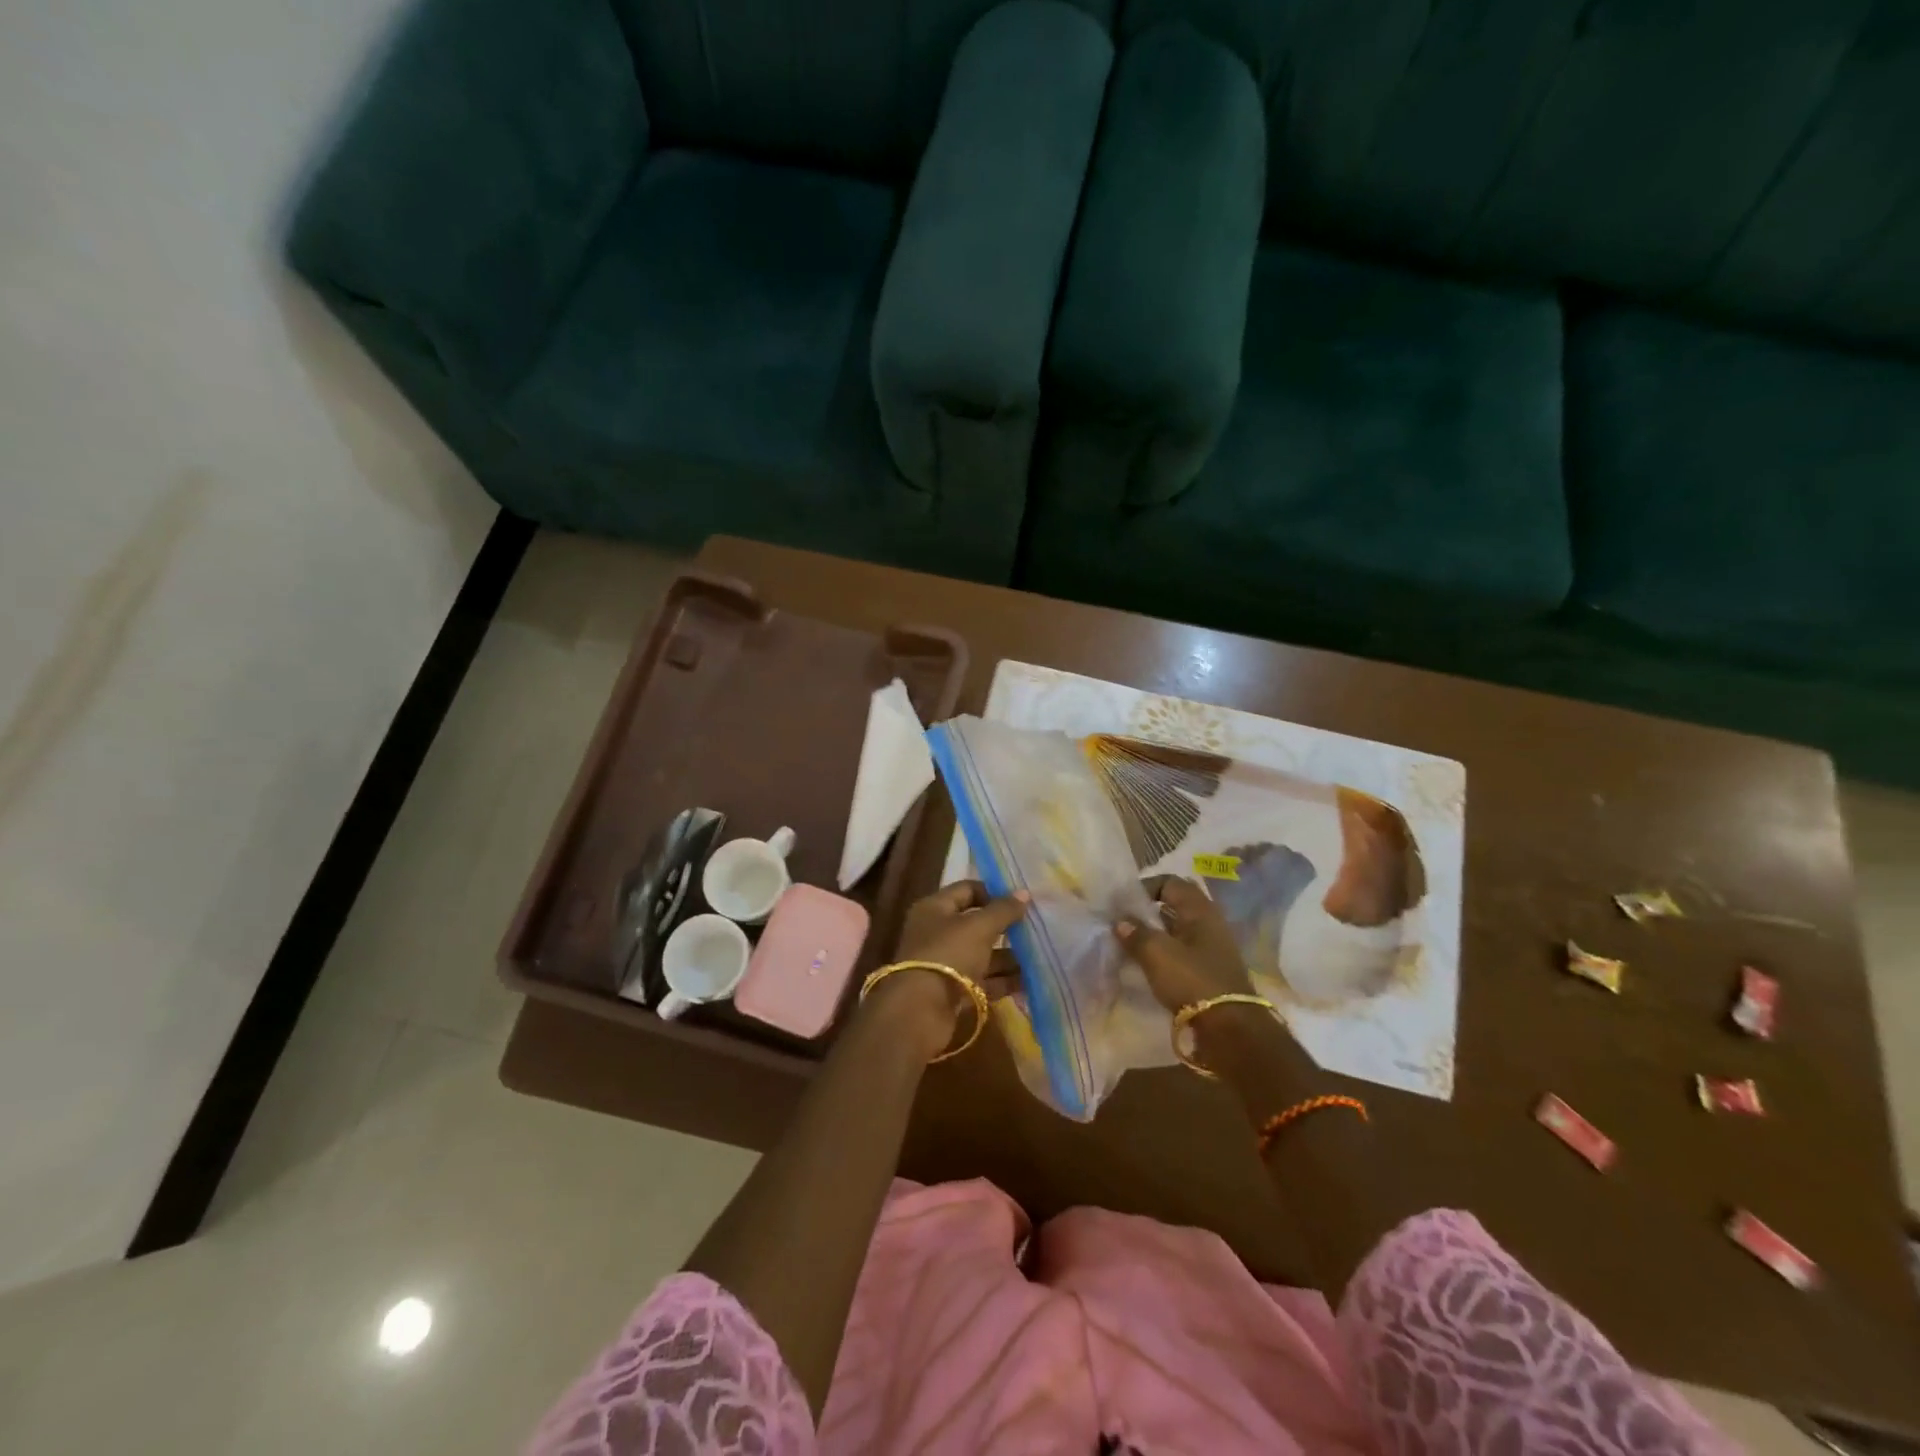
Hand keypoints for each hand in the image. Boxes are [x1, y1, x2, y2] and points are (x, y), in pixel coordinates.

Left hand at [867, 881, 1027, 1055]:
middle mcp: (938, 933)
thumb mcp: (979, 927)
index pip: (967, 890)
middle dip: (1006, 928)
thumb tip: (1024, 893)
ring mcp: (945, 963)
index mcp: (935, 908)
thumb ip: (1003, 910)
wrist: (921, 1011)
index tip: (1022, 901)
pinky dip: (1004, 980)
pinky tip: (1030, 981)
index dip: (994, 893)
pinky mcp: (954, 991)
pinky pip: (983, 980)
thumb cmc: (948, 955)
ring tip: (1039, 957)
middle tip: (1035, 930)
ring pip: (983, 954)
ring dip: (1009, 957)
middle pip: (977, 924)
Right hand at [1115, 875, 1253, 1011]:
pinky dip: (1164, 955)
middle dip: (1147, 913)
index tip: (1123, 904)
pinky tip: (1147, 967)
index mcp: (1200, 910)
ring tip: (1130, 946)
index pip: (1170, 882)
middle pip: (1174, 907)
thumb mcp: (1157, 953)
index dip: (1145, 888)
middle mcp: (1210, 923)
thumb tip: (1120, 921)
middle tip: (1123, 924)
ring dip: (1154, 935)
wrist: (1230, 1031)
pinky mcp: (1210, 972)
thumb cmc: (1192, 981)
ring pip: (1177, 931)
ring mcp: (1212, 949)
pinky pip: (1182, 953)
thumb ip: (1136, 933)